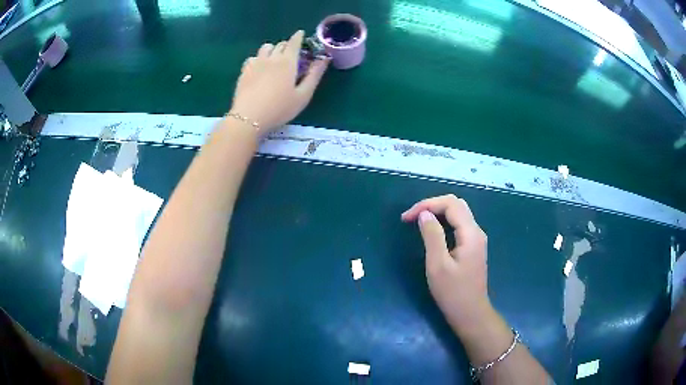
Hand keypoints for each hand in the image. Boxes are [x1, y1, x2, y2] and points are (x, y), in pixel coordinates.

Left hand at [230, 30, 329, 132]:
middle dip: (287, 45)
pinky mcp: (244, 71)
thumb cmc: (280, 108)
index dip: (298, 36)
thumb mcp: (303, 95)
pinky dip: (259, 58)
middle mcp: (271, 58)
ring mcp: (255, 63)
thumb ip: (314, 75)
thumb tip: (324, 59)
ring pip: (265, 48)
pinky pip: (252, 57)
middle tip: (291, 54)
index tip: (301, 34)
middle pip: (280, 44)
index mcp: (288, 62)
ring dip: (272, 49)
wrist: (249, 118)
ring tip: (274, 59)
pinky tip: (259, 68)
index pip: (294, 42)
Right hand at [401, 195, 491, 334]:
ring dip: (437, 213)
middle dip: (432, 205)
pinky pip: (458, 226)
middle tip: (411, 217)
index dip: (427, 205)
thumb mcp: (438, 265)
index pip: (450, 204)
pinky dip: (443, 223)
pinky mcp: (472, 248)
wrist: (471, 314)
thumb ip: (432, 236)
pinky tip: (432, 232)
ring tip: (417, 221)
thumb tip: (424, 214)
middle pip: (456, 205)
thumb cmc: (453, 293)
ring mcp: (476, 240)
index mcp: (470, 233)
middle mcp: (476, 232)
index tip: (406, 217)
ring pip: (458, 214)